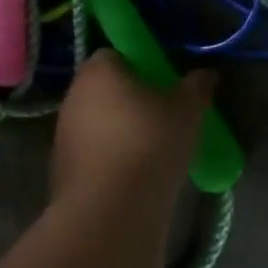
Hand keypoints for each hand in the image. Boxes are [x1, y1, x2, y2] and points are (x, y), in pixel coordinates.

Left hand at [52, 49, 215, 205]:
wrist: (110, 213)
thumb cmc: (149, 144)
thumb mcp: (187, 111)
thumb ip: (196, 87)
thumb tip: (205, 73)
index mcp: (98, 69)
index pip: (116, 54)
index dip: (141, 65)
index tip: (164, 83)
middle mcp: (73, 95)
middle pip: (105, 88)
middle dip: (130, 99)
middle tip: (162, 116)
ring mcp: (62, 134)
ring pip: (97, 122)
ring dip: (118, 131)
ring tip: (152, 150)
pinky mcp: (61, 170)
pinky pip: (92, 154)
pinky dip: (110, 159)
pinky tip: (135, 176)